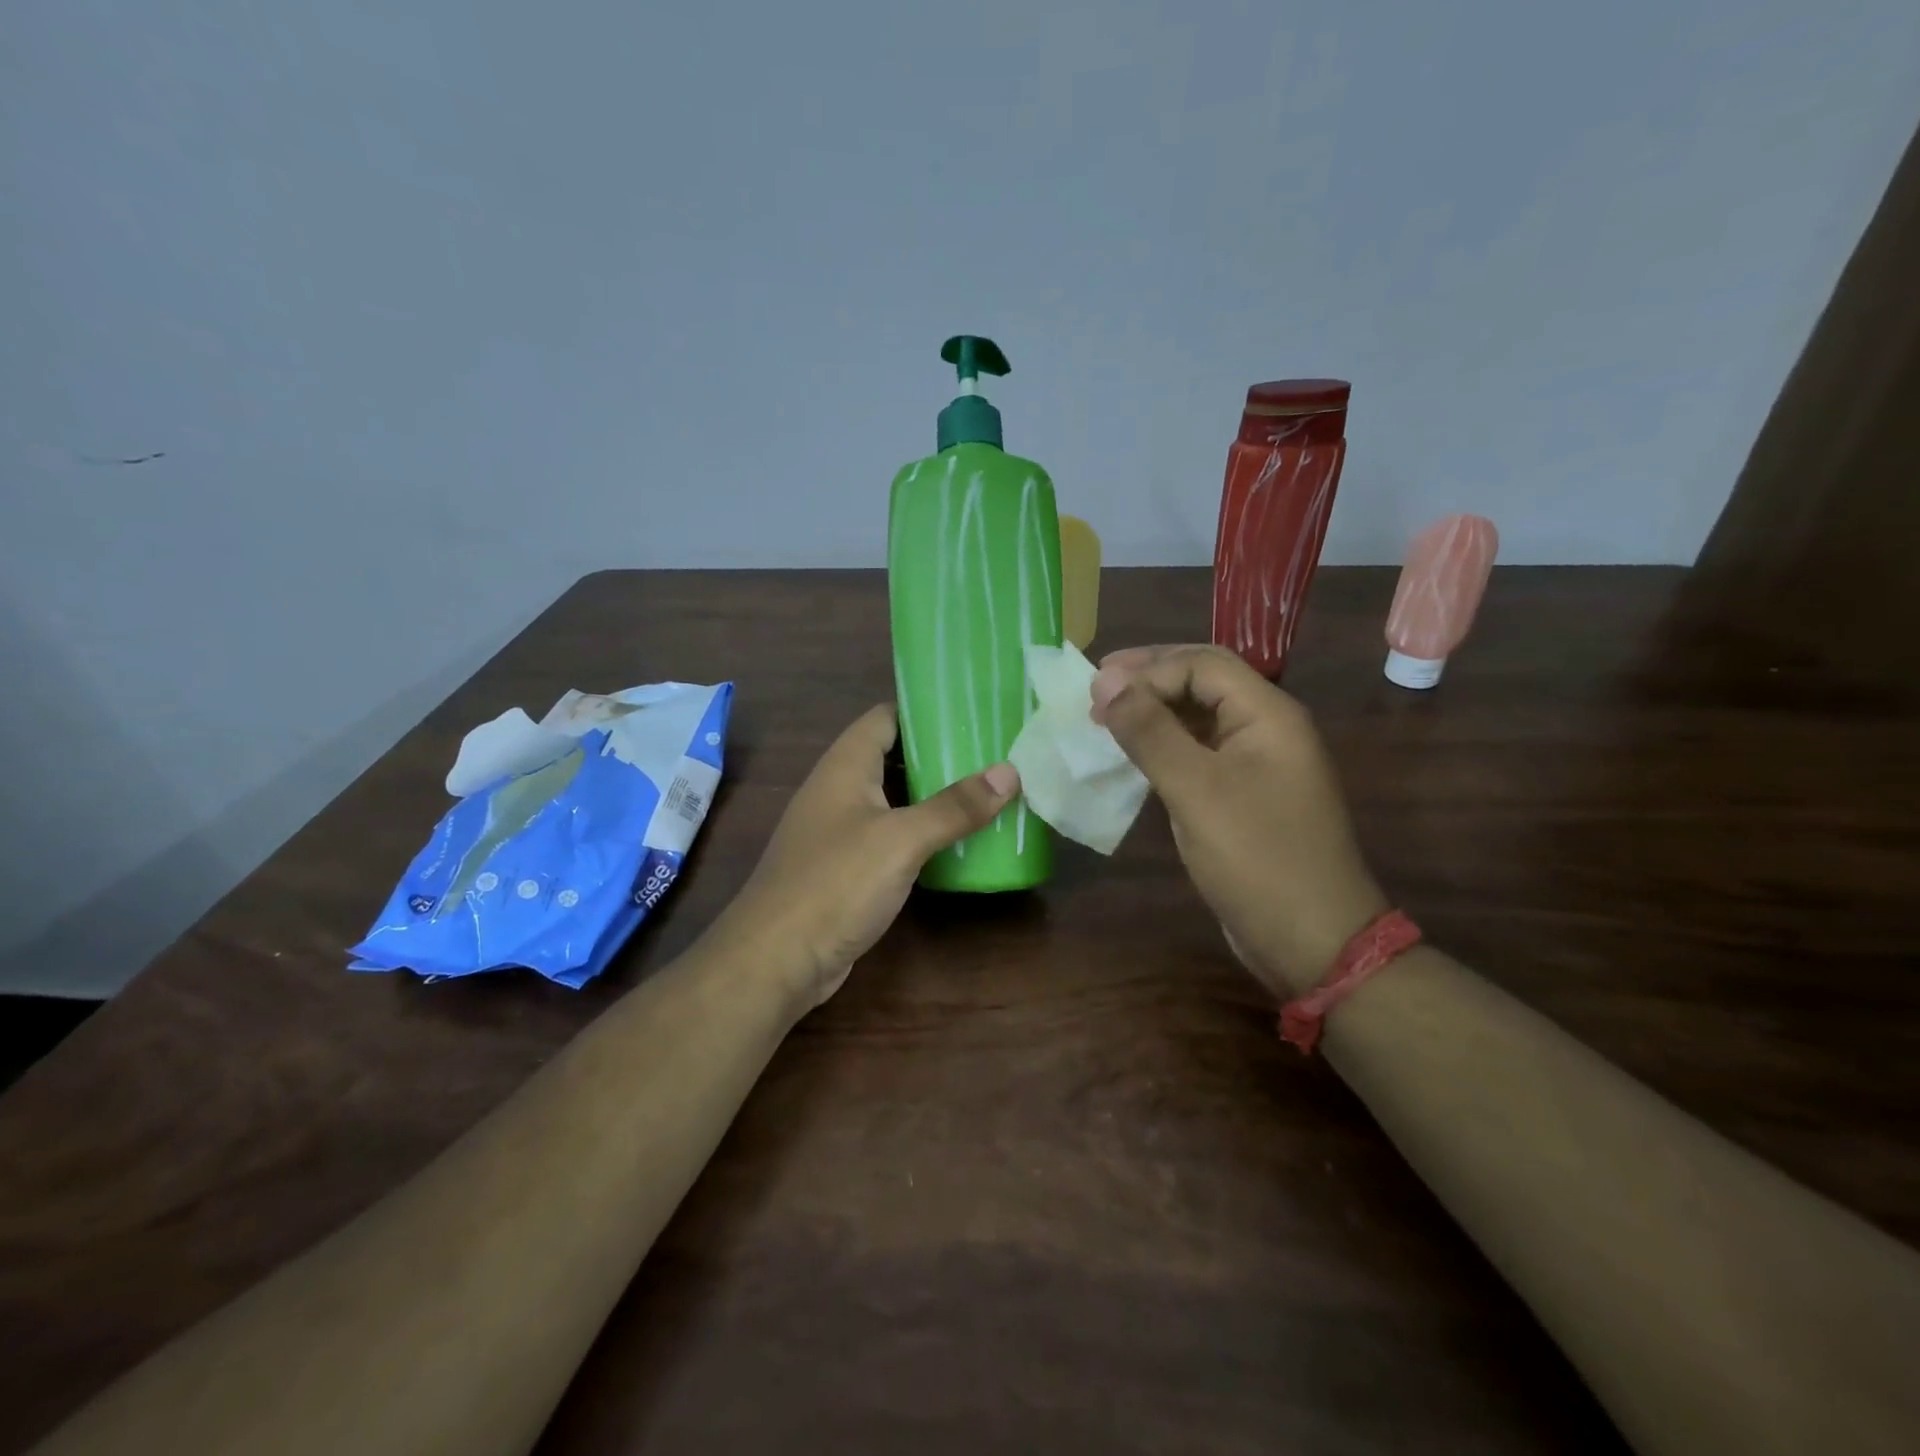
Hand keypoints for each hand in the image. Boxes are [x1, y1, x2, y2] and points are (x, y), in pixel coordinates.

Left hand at [716, 704, 1018, 1010]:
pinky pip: (889, 837)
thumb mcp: (902, 840)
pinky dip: (920, 834)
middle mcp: (838, 790)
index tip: (974, 710)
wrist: (777, 959)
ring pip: (893, 800)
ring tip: (986, 793)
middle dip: (939, 755)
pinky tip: (955, 843)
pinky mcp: (845, 869)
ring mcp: (839, 831)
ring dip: (932, 797)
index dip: (926, 709)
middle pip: (892, 757)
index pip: (886, 717)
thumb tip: (1009, 771)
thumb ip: (954, 806)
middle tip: (994, 754)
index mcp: (845, 766)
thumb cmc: (837, 883)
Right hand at [1091, 645, 1386, 997]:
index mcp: (1268, 714)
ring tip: (1106, 717)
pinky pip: (1200, 753)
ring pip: (1200, 718)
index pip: (1201, 664)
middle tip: (1095, 688)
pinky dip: (1165, 746)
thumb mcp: (1195, 789)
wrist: (1313, 940)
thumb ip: (1150, 731)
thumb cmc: (1256, 857)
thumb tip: (1105, 680)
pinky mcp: (1245, 795)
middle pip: (1203, 682)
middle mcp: (1267, 728)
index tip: (1095, 690)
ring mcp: (1258, 763)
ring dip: (1154, 712)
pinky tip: (1134, 756)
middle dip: (1149, 679)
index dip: (1146, 669)